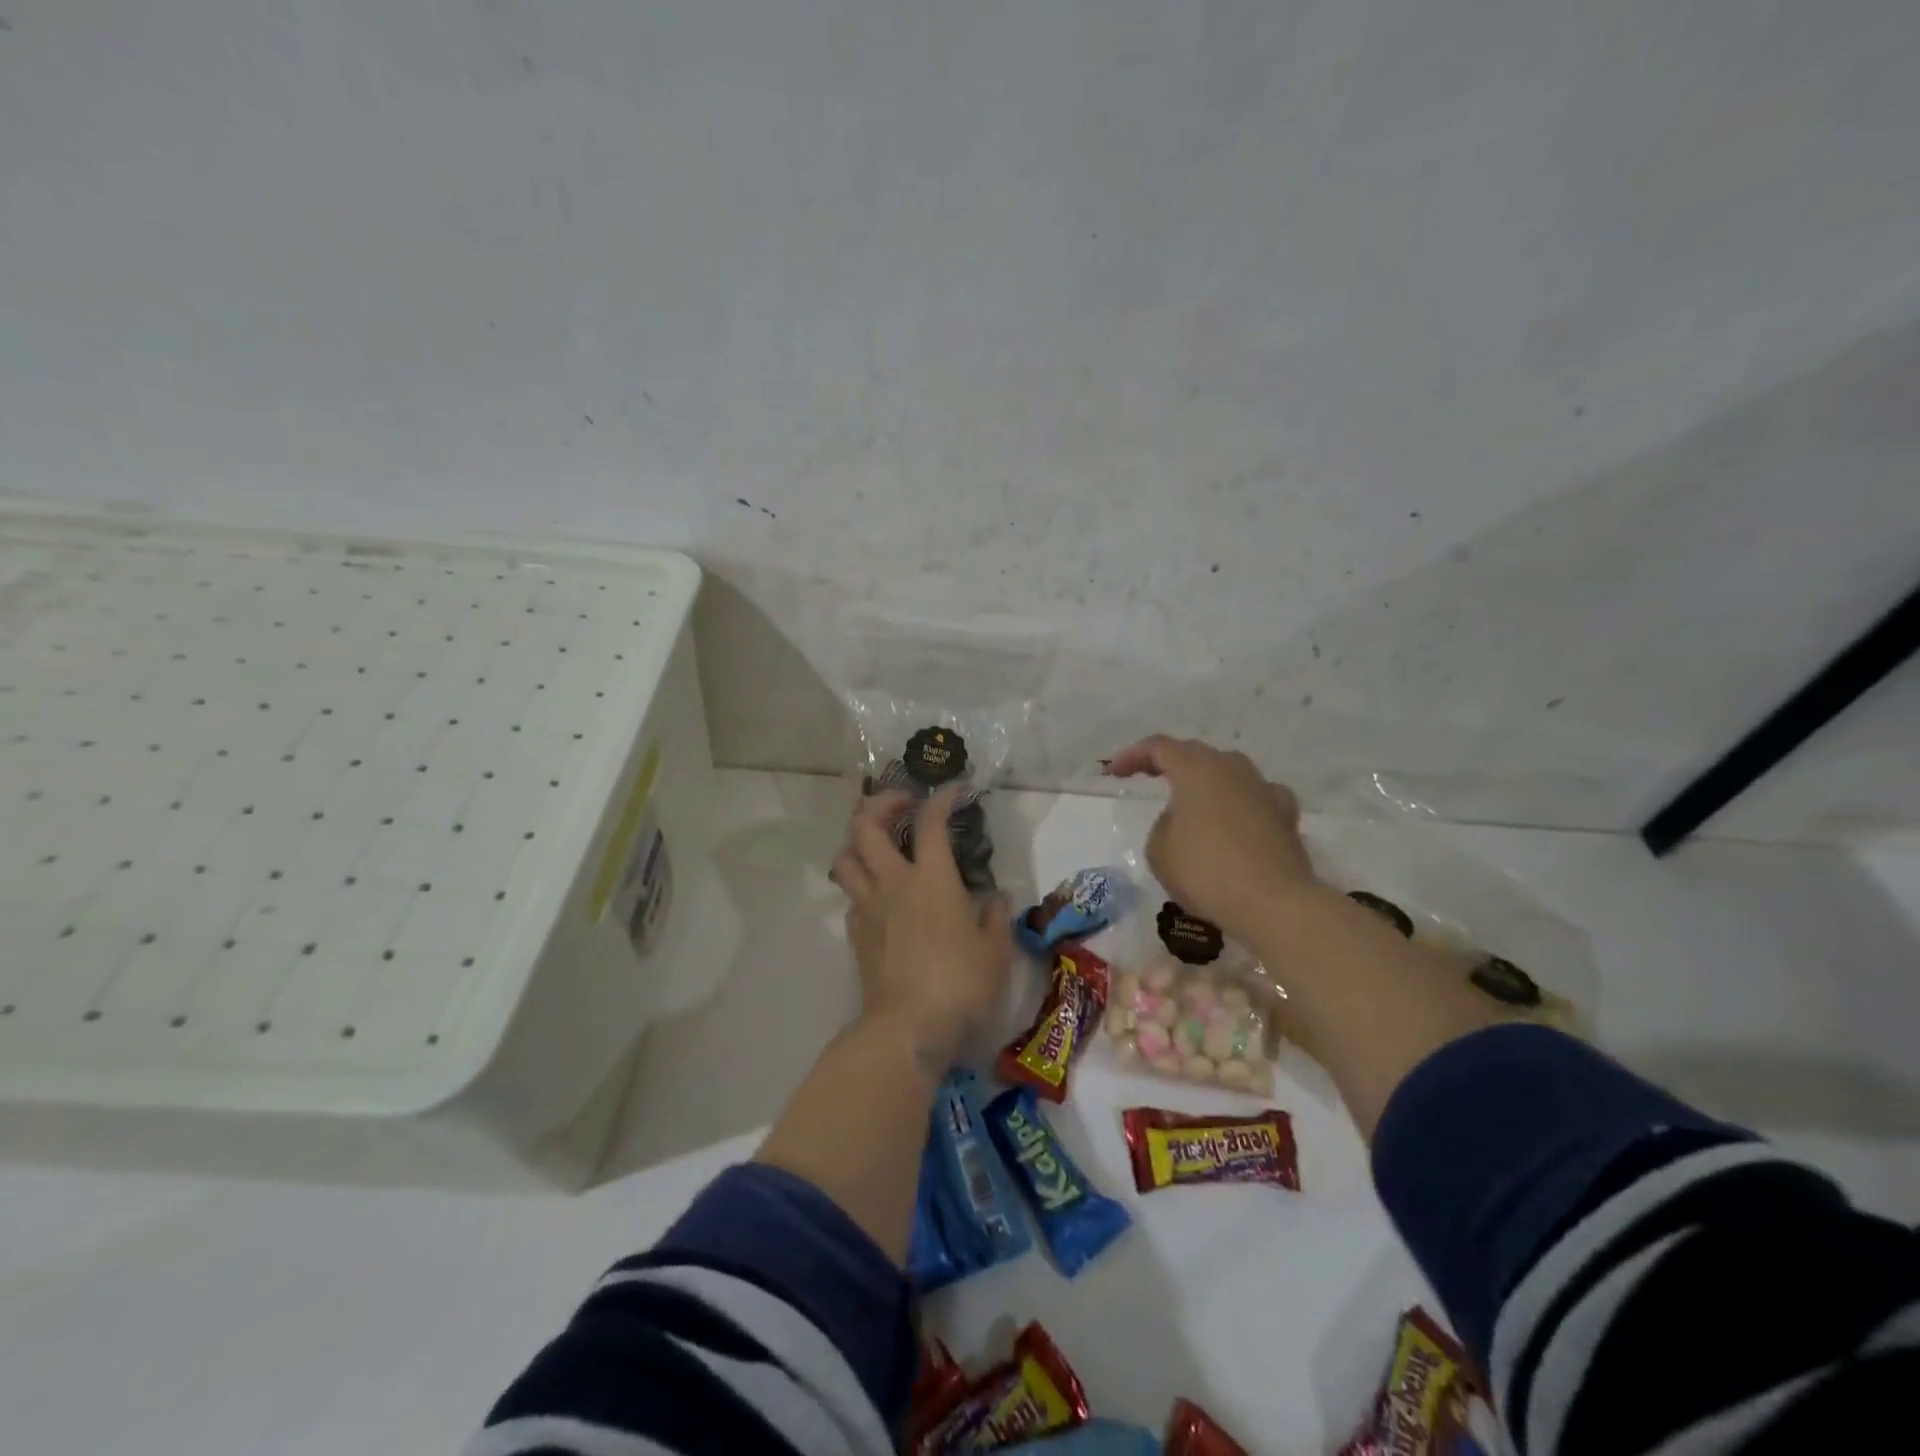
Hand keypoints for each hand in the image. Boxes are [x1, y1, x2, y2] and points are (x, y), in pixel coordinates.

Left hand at [831, 787, 1012, 1069]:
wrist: (908, 1028)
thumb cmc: (960, 984)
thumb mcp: (995, 950)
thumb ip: (996, 917)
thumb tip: (996, 899)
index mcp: (932, 879)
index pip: (931, 822)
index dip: (941, 798)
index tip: (954, 790)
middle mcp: (893, 882)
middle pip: (866, 825)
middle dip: (881, 803)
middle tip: (902, 805)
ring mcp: (868, 907)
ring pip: (845, 857)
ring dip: (858, 840)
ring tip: (878, 843)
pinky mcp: (855, 933)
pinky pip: (850, 895)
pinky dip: (861, 884)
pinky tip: (880, 896)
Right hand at [1105, 735, 1315, 941]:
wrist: (1273, 903)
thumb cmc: (1206, 871)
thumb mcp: (1159, 850)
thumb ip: (1164, 825)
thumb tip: (1183, 820)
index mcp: (1195, 769)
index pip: (1158, 747)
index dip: (1132, 756)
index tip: (1114, 772)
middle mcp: (1232, 769)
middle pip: (1196, 754)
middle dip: (1169, 763)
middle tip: (1148, 777)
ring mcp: (1264, 789)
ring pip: (1229, 772)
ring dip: (1206, 781)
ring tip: (1192, 800)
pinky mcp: (1286, 816)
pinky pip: (1256, 797)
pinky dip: (1240, 803)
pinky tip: (1236, 819)